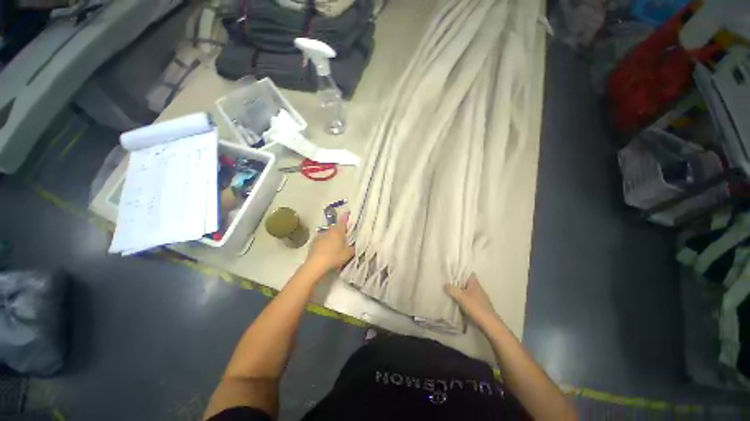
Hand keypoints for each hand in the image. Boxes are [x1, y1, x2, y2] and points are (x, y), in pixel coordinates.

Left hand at [305, 212, 355, 274]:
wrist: (316, 264)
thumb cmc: (335, 257)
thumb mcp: (348, 254)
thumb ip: (353, 248)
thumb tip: (354, 245)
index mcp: (338, 231)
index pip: (343, 220)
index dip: (345, 216)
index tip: (347, 212)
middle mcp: (329, 230)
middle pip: (335, 227)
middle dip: (339, 230)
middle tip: (343, 235)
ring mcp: (319, 236)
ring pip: (328, 233)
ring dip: (331, 236)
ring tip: (334, 244)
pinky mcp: (313, 243)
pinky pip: (321, 240)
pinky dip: (324, 242)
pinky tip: (325, 250)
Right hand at [444, 275, 499, 329]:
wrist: (489, 325)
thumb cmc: (476, 307)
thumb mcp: (461, 297)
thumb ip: (452, 289)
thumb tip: (444, 284)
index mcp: (475, 283)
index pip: (467, 273)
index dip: (460, 272)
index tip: (451, 272)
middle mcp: (477, 289)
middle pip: (466, 282)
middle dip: (457, 282)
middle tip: (446, 282)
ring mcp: (479, 298)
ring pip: (466, 291)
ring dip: (459, 291)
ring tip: (449, 291)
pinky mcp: (478, 306)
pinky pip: (468, 299)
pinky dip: (462, 299)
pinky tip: (456, 301)